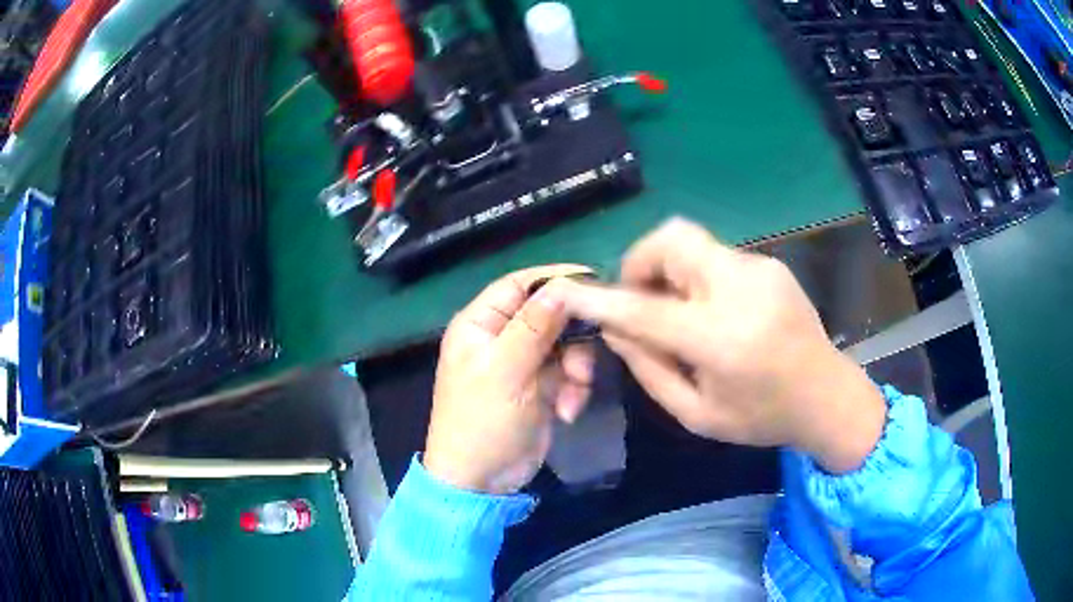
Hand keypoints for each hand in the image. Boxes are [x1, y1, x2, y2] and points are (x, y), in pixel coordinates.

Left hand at [424, 266, 596, 493]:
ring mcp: (523, 363)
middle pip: (550, 314)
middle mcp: (501, 337)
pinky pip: (569, 372)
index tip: (594, 282)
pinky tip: (567, 411)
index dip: (555, 279)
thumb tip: (563, 284)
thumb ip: (534, 326)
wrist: (482, 482)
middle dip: (572, 337)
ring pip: (565, 344)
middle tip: (584, 360)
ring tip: (572, 395)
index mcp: (481, 324)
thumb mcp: (505, 372)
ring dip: (577, 368)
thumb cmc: (482, 422)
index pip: (519, 285)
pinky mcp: (542, 387)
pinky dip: (574, 389)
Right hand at [558, 218, 886, 473]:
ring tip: (676, 309)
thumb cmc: (761, 417)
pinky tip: (710, 309)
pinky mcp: (770, 264)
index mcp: (722, 339)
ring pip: (692, 243)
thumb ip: (650, 369)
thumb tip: (614, 329)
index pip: (645, 309)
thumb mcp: (697, 413)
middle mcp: (741, 290)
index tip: (569, 292)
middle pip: (672, 239)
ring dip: (668, 269)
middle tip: (639, 298)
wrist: (826, 396)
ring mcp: (760, 269)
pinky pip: (716, 256)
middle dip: (640, 261)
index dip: (602, 299)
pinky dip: (696, 275)